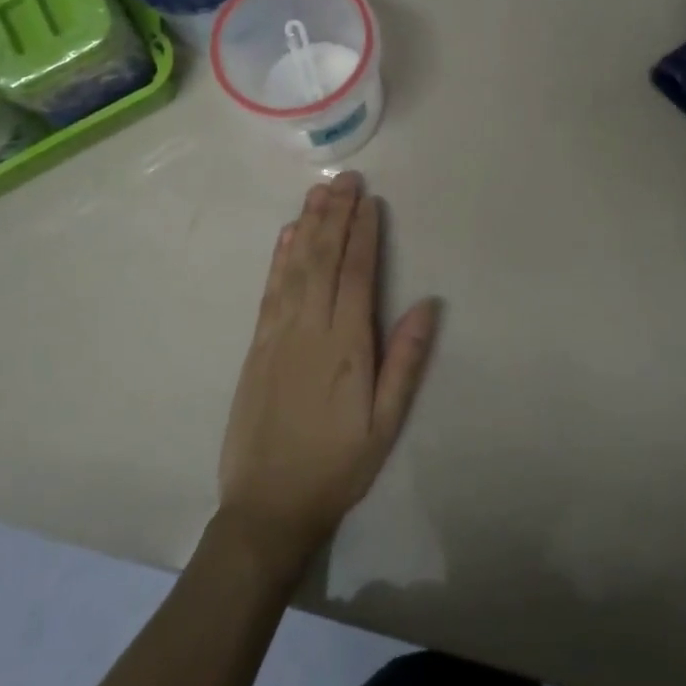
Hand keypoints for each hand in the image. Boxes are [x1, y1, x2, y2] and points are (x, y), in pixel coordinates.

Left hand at [217, 171, 439, 577]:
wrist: (267, 506)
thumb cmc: (337, 465)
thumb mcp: (385, 423)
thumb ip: (406, 361)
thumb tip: (428, 304)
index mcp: (346, 345)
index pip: (357, 274)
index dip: (363, 233)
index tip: (370, 200)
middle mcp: (310, 327)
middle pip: (323, 258)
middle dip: (335, 214)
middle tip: (346, 178)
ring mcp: (278, 333)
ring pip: (294, 265)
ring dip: (307, 224)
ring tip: (319, 191)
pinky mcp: (257, 344)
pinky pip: (270, 289)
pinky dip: (279, 256)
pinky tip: (286, 235)